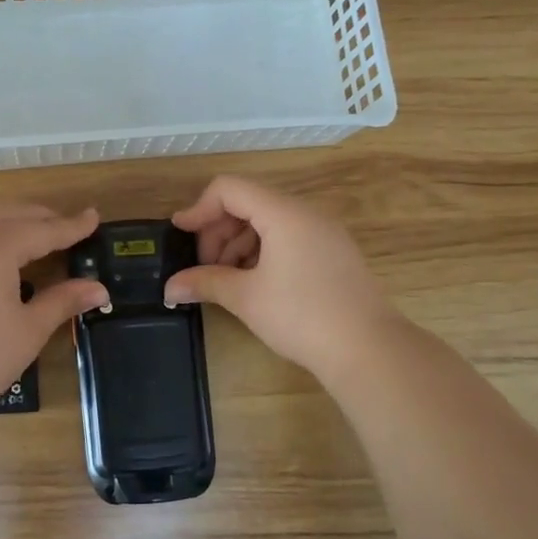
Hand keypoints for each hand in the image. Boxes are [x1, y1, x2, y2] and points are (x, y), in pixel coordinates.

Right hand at [165, 176, 401, 385]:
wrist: (368, 349)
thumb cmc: (302, 316)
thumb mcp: (245, 298)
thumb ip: (205, 282)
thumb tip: (169, 288)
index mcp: (283, 213)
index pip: (230, 188)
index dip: (199, 208)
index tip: (180, 235)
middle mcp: (306, 213)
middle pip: (249, 203)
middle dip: (218, 231)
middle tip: (204, 267)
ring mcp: (324, 232)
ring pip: (268, 222)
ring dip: (238, 244)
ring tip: (226, 280)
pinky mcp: (334, 253)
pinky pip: (289, 237)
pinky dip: (263, 252)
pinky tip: (254, 283)